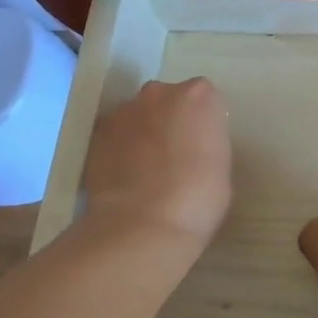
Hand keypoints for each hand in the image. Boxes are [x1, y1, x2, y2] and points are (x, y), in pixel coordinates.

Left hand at [83, 78, 230, 246]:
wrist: (144, 225)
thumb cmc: (199, 199)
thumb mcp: (221, 167)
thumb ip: (206, 144)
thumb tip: (191, 149)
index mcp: (200, 97)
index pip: (204, 101)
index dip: (202, 124)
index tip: (201, 146)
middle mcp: (161, 93)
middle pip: (168, 100)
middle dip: (170, 120)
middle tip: (173, 155)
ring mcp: (125, 110)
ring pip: (138, 116)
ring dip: (142, 133)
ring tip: (144, 170)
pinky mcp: (97, 132)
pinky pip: (115, 135)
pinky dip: (119, 148)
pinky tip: (124, 176)